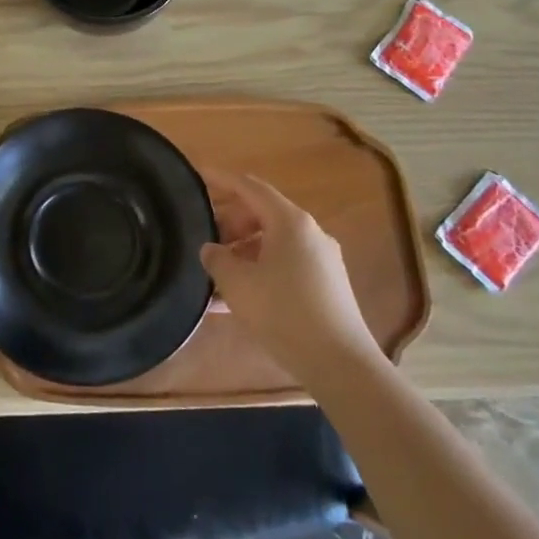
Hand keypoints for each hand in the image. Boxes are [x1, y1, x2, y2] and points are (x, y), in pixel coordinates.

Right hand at [200, 171, 381, 388]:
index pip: (250, 187)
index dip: (222, 179)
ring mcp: (322, 259)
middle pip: (263, 213)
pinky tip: (239, 298)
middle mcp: (310, 233)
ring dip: (243, 250)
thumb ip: (217, 259)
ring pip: (273, 242)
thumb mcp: (238, 284)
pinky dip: (260, 269)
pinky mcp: (326, 285)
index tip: (198, 174)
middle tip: (205, 237)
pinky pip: (285, 264)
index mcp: (290, 222)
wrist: (340, 363)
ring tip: (217, 273)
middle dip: (230, 222)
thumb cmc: (284, 313)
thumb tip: (211, 249)